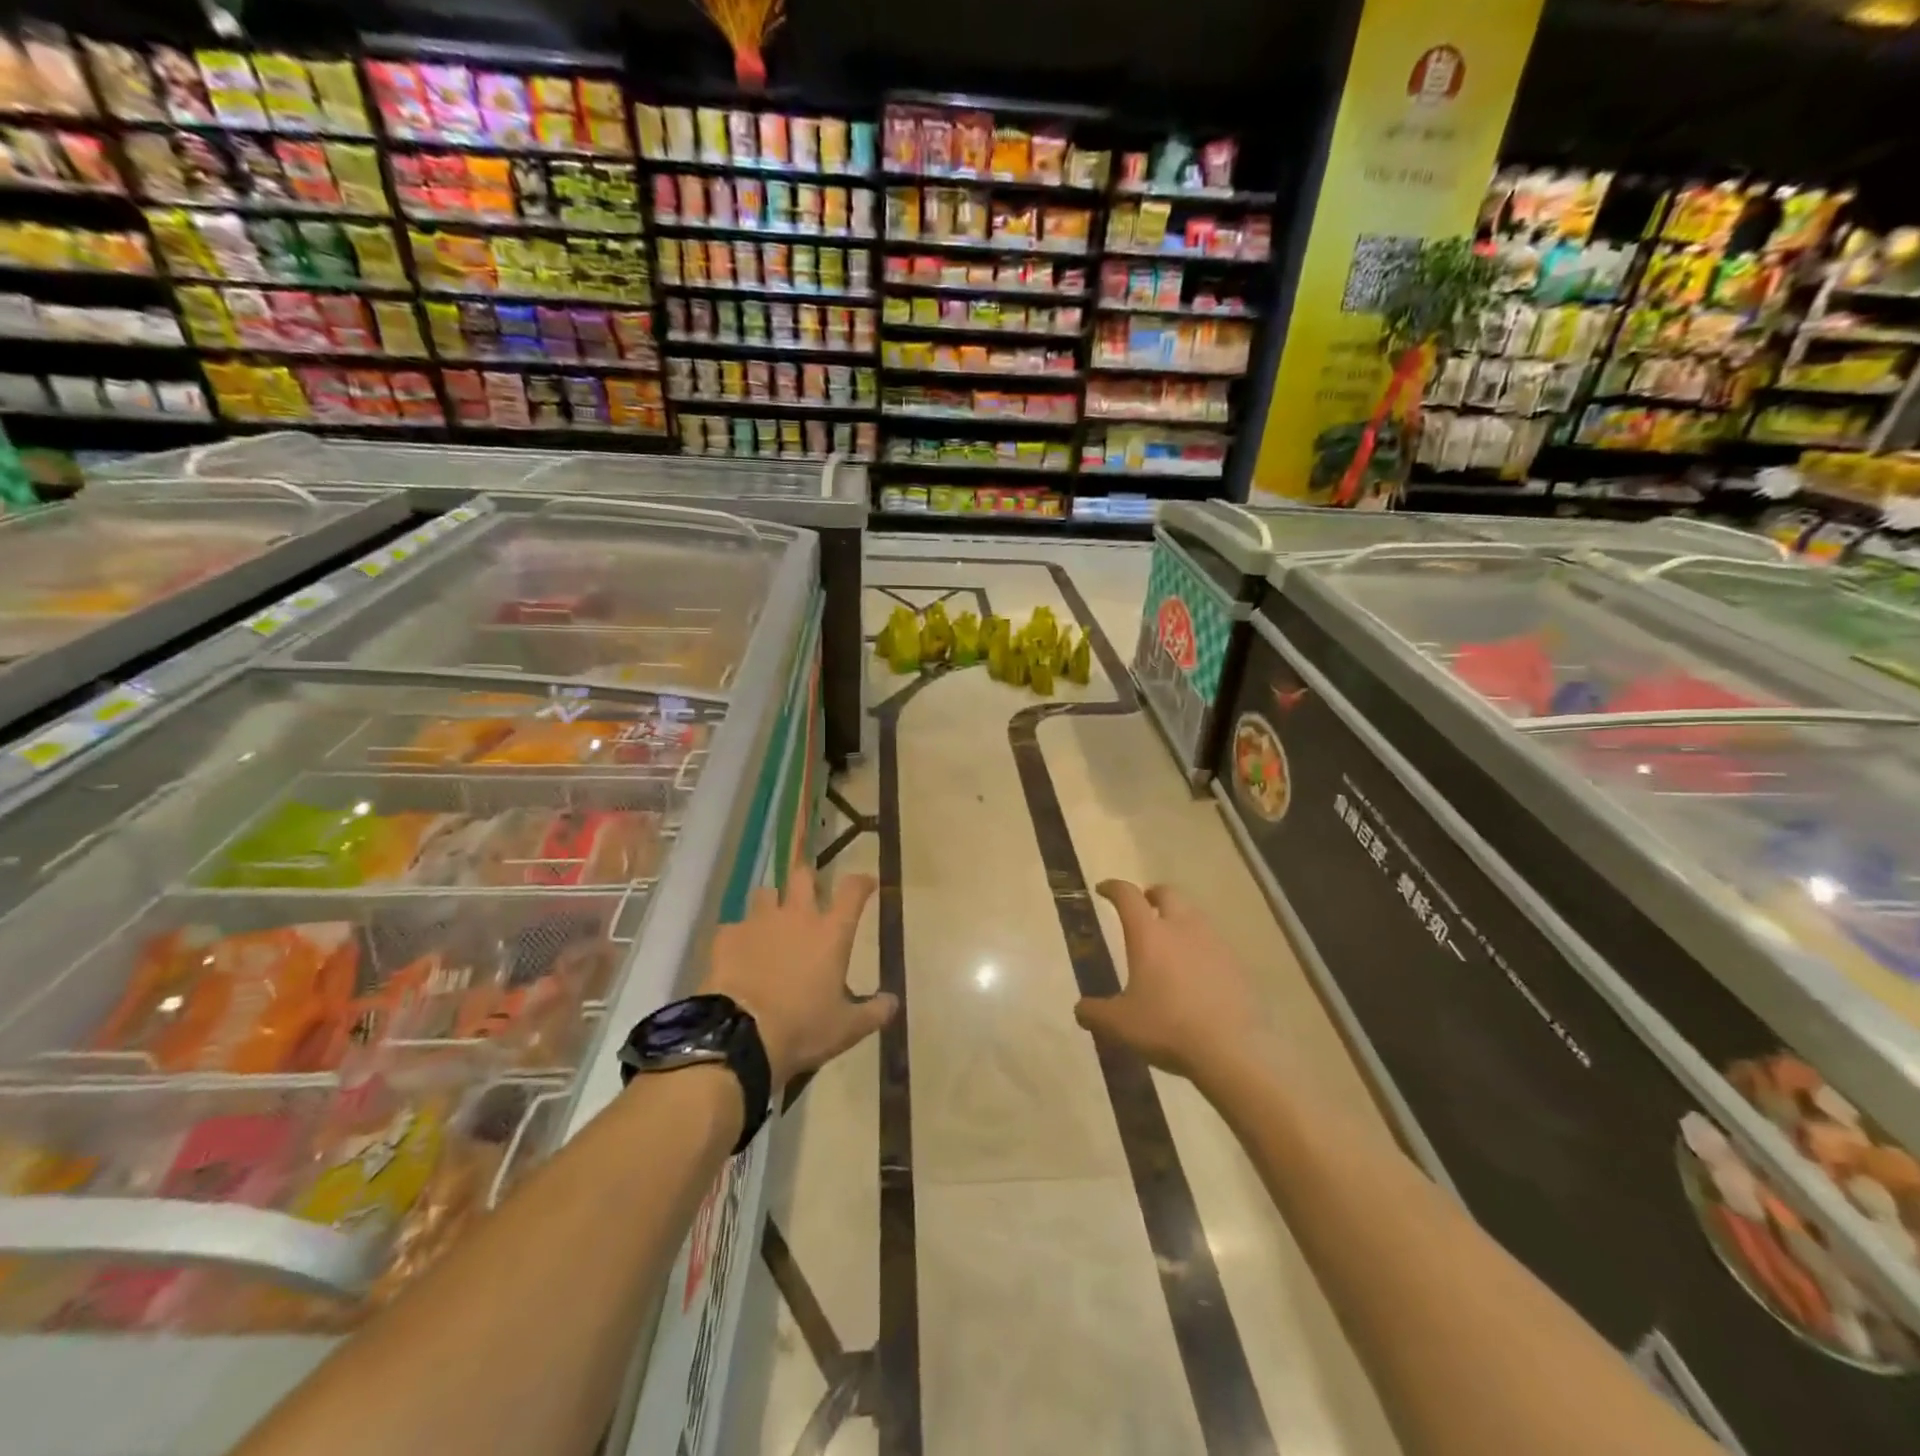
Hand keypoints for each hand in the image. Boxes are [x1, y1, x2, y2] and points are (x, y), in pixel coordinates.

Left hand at [701, 859, 893, 1088]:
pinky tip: (740, 953)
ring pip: (766, 892)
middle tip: (810, 895)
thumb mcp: (847, 1028)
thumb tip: (893, 1002)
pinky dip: (740, 935)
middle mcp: (797, 916)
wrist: (740, 1037)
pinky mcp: (727, 936)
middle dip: (808, 880)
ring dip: (772, 902)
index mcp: (831, 933)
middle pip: (803, 876)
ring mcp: (759, 922)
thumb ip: (874, 1012)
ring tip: (772, 922)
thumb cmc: (802, 1028)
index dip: (862, 882)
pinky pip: (735, 925)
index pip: (852, 891)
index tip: (866, 884)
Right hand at [1075, 880, 1270, 1084]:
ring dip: (1179, 919)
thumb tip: (1080, 1009)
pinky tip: (1196, 971)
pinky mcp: (1236, 964)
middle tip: (1143, 908)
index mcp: (1149, 934)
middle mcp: (1182, 928)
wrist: (1230, 1051)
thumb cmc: (1166, 1028)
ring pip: (1194, 916)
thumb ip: (1094, 1012)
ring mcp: (1214, 943)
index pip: (1127, 896)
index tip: (1103, 890)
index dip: (1114, 888)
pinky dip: (1200, 947)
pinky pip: (1214, 943)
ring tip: (1170, 941)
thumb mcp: (1119, 1024)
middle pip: (1168, 893)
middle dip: (1152, 895)